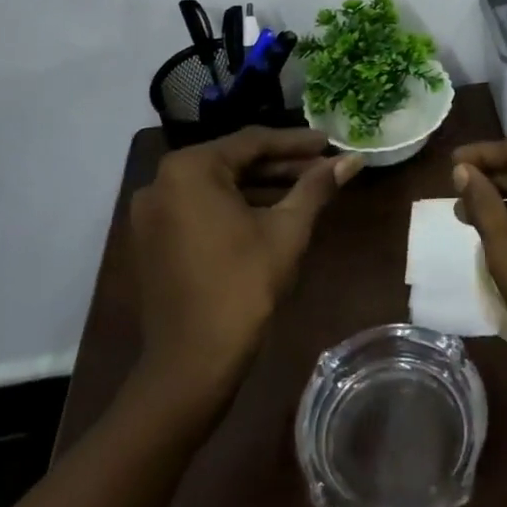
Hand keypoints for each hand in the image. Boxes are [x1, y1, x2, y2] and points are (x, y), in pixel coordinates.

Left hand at [130, 127, 362, 401]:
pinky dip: (235, 206)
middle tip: (322, 166)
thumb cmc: (243, 287)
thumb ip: (317, 187)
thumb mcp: (287, 230)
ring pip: (217, 186)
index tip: (330, 143)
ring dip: (260, 186)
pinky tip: (271, 213)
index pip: (252, 142)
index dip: (296, 143)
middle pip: (233, 161)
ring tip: (305, 189)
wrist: (191, 364)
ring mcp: (153, 213)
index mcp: (189, 169)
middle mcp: (162, 181)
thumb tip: (353, 160)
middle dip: (280, 164)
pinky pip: (200, 207)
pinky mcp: (153, 239)